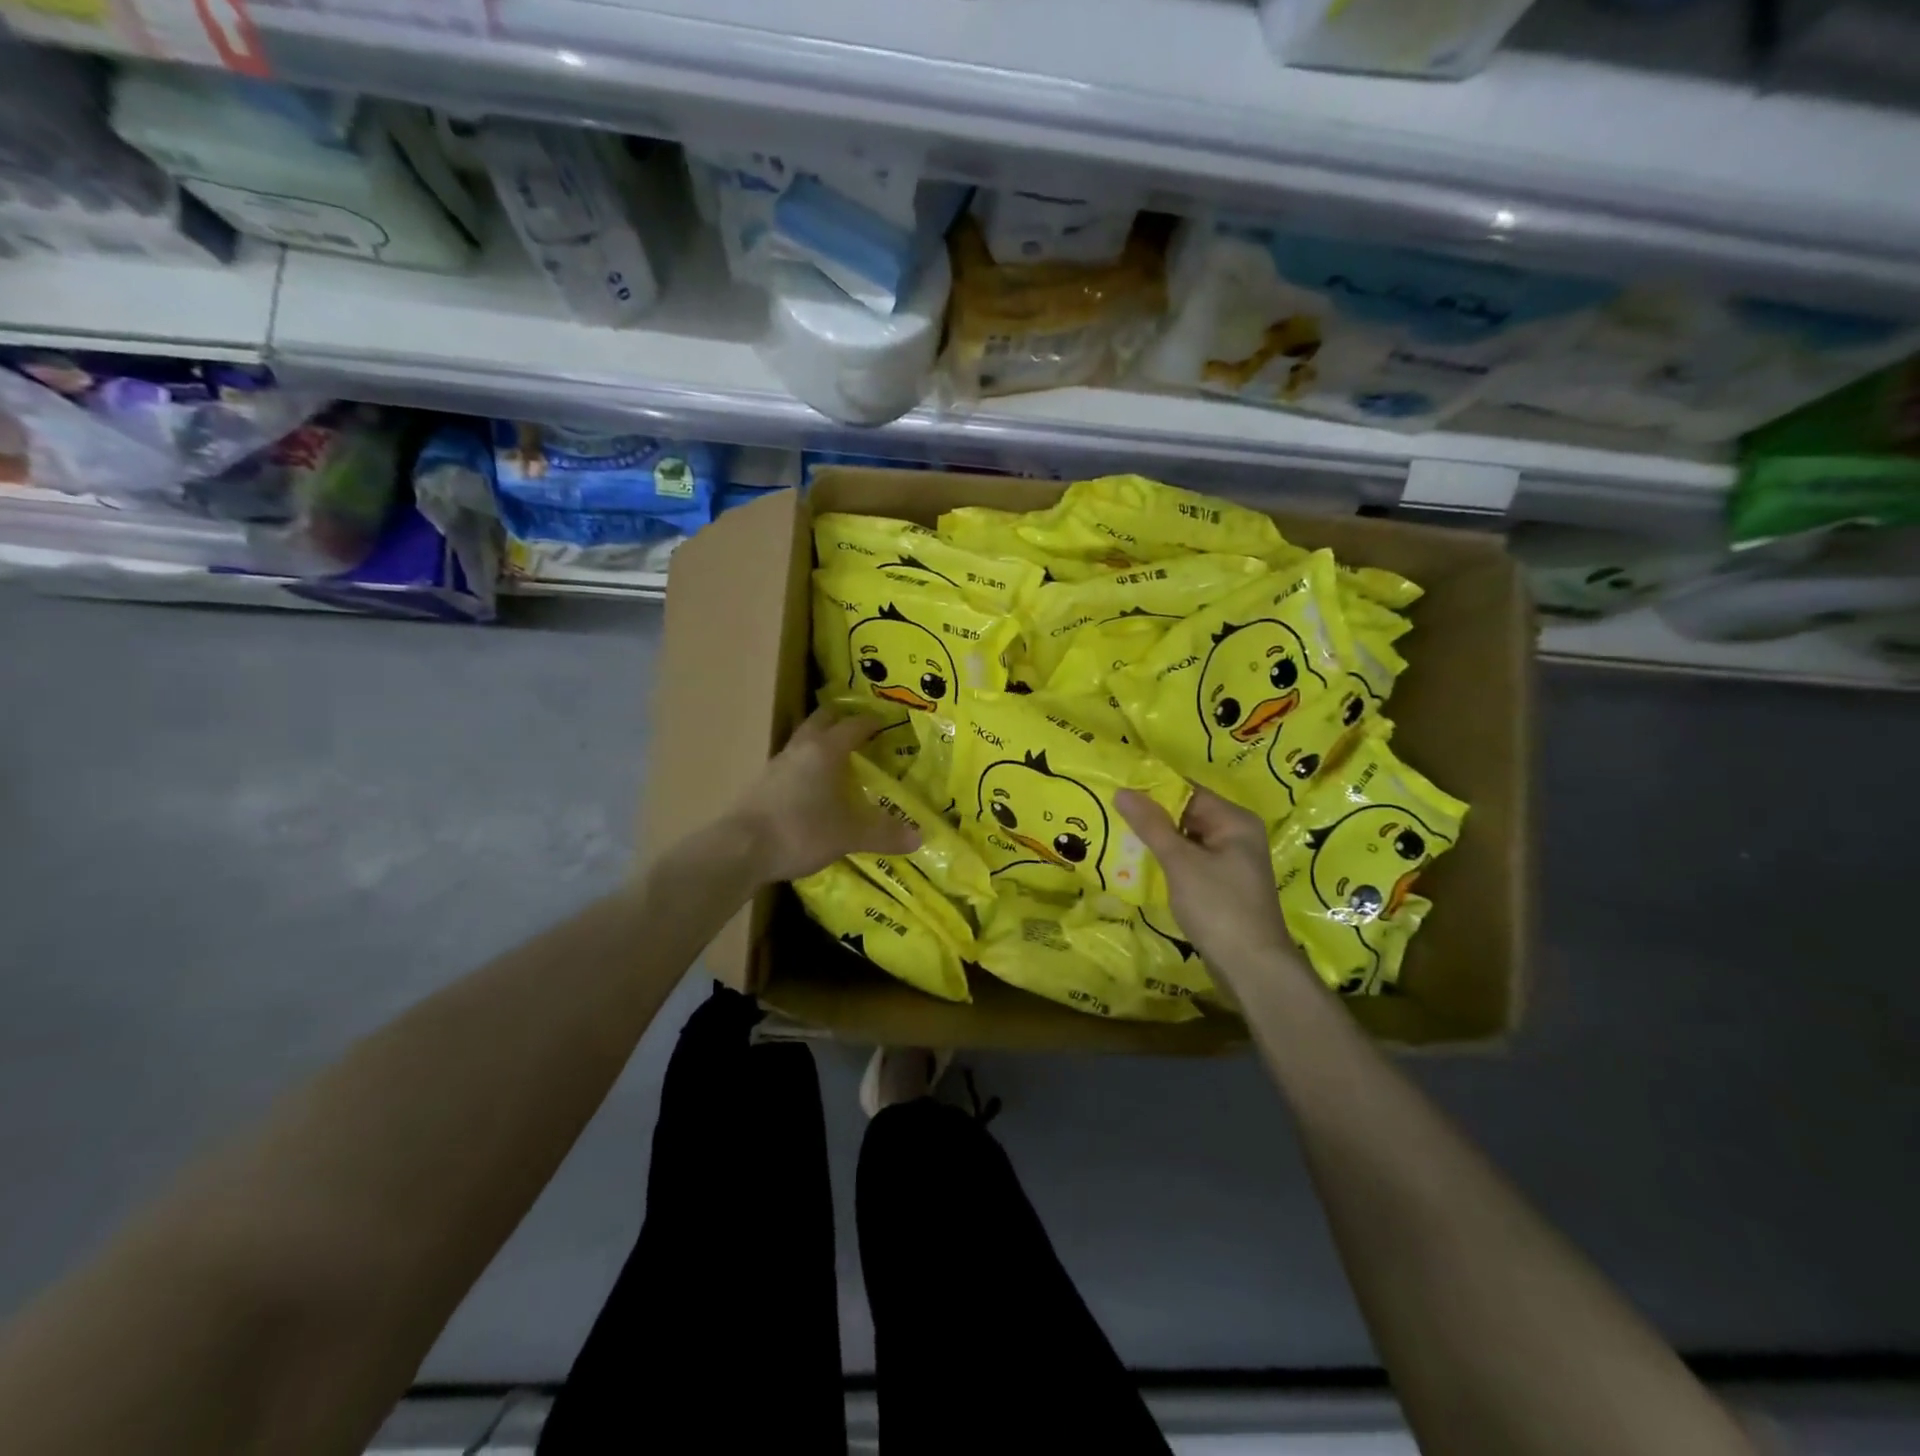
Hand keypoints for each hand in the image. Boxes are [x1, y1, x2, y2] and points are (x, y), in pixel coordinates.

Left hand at [728, 708, 919, 882]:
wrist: (740, 850)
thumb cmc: (801, 831)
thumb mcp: (849, 835)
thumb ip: (883, 833)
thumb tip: (920, 837)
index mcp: (825, 750)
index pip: (853, 725)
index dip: (871, 722)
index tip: (886, 722)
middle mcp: (800, 749)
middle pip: (821, 720)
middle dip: (841, 719)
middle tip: (859, 726)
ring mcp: (776, 766)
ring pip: (802, 741)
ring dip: (820, 742)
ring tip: (838, 756)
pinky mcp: (761, 785)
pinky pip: (790, 765)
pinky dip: (806, 766)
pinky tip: (812, 787)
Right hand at [1116, 786, 1304, 988]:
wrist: (1251, 967)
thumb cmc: (1218, 906)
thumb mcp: (1180, 862)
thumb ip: (1151, 825)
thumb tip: (1122, 791)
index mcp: (1235, 821)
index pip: (1189, 792)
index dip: (1154, 791)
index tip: (1119, 792)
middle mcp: (1237, 835)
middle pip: (1188, 814)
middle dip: (1153, 817)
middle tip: (1113, 816)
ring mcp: (1232, 862)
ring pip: (1188, 840)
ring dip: (1159, 841)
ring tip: (1119, 836)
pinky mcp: (1223, 886)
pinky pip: (1191, 862)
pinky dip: (1169, 862)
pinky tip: (1142, 865)